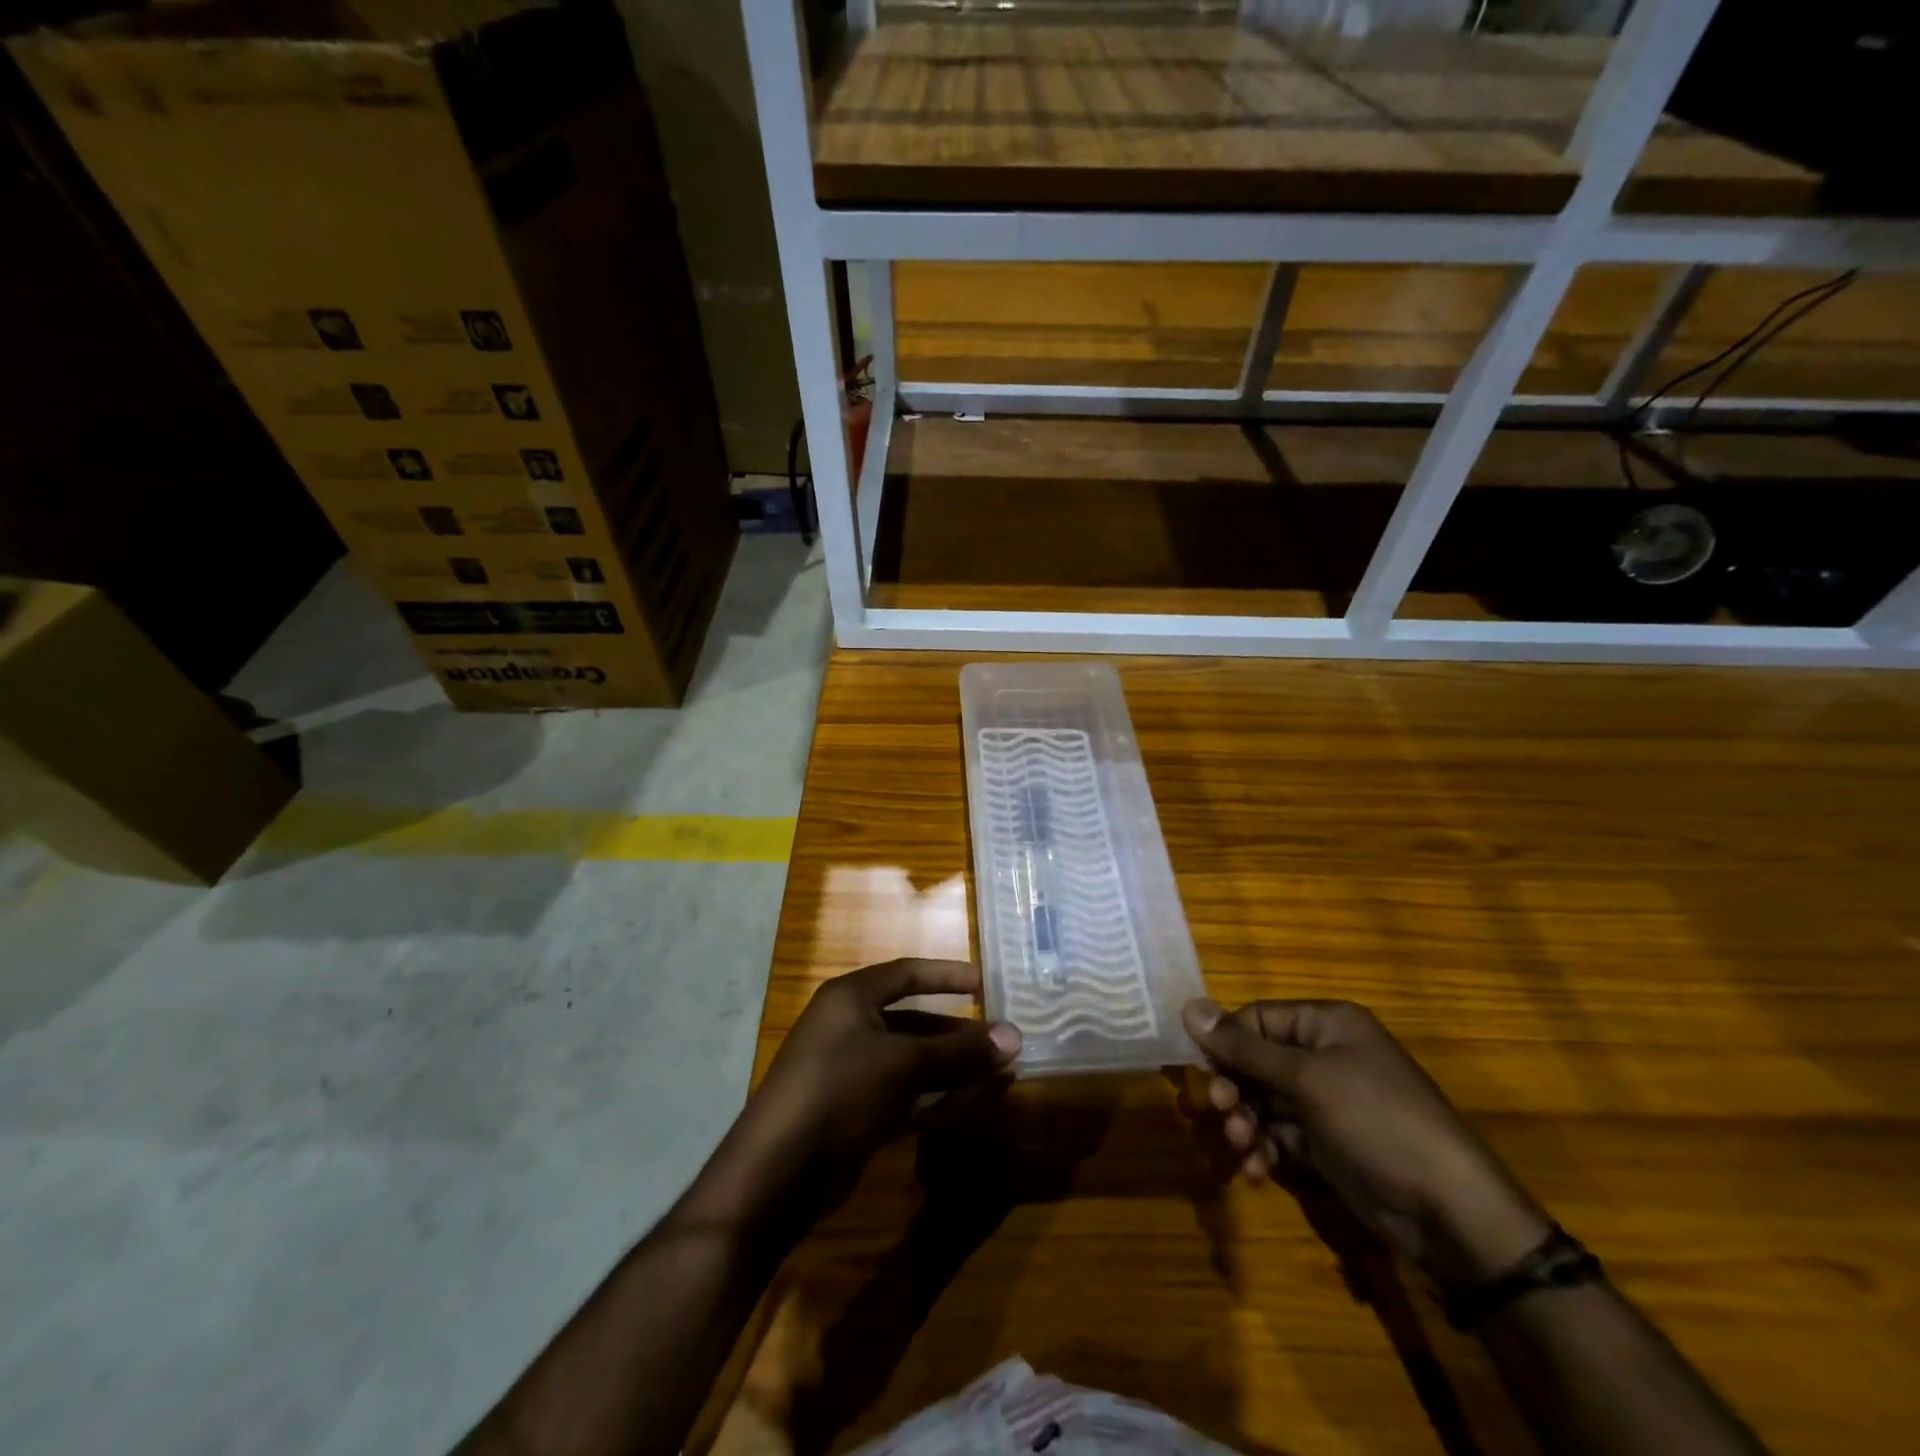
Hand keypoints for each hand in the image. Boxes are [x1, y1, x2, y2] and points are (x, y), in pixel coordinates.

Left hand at [738, 960, 1020, 1199]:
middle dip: (957, 1032)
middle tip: (1000, 1039)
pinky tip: (976, 1101)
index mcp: (851, 998)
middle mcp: (850, 1028)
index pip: (907, 974)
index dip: (946, 976)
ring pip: (913, 1062)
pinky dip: (939, 1098)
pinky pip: (907, 1096)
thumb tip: (1015, 1036)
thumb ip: (959, 1052)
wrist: (780, 1170)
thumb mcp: (903, 1063)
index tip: (984, 982)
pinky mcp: (857, 1113)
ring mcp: (852, 1073)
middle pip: (914, 1021)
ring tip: (1001, 1071)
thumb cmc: (840, 1089)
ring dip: (954, 1067)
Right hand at [1183, 997, 1550, 1289]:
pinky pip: (1279, 1134)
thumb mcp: (1306, 1079)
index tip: (1204, 1070)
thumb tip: (1188, 1007)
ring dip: (1244, 1122)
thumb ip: (1243, 1047)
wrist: (1449, 1212)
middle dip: (1234, 1087)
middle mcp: (1324, 1056)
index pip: (1257, 1018)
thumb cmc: (1377, 1122)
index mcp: (1326, 1024)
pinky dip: (1263, 1149)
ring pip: (1263, 1100)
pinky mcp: (1326, 1143)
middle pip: (1255, 1060)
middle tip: (1221, 1110)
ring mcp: (1326, 1102)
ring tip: (1242, 1146)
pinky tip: (1256, 1170)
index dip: (1226, 1042)